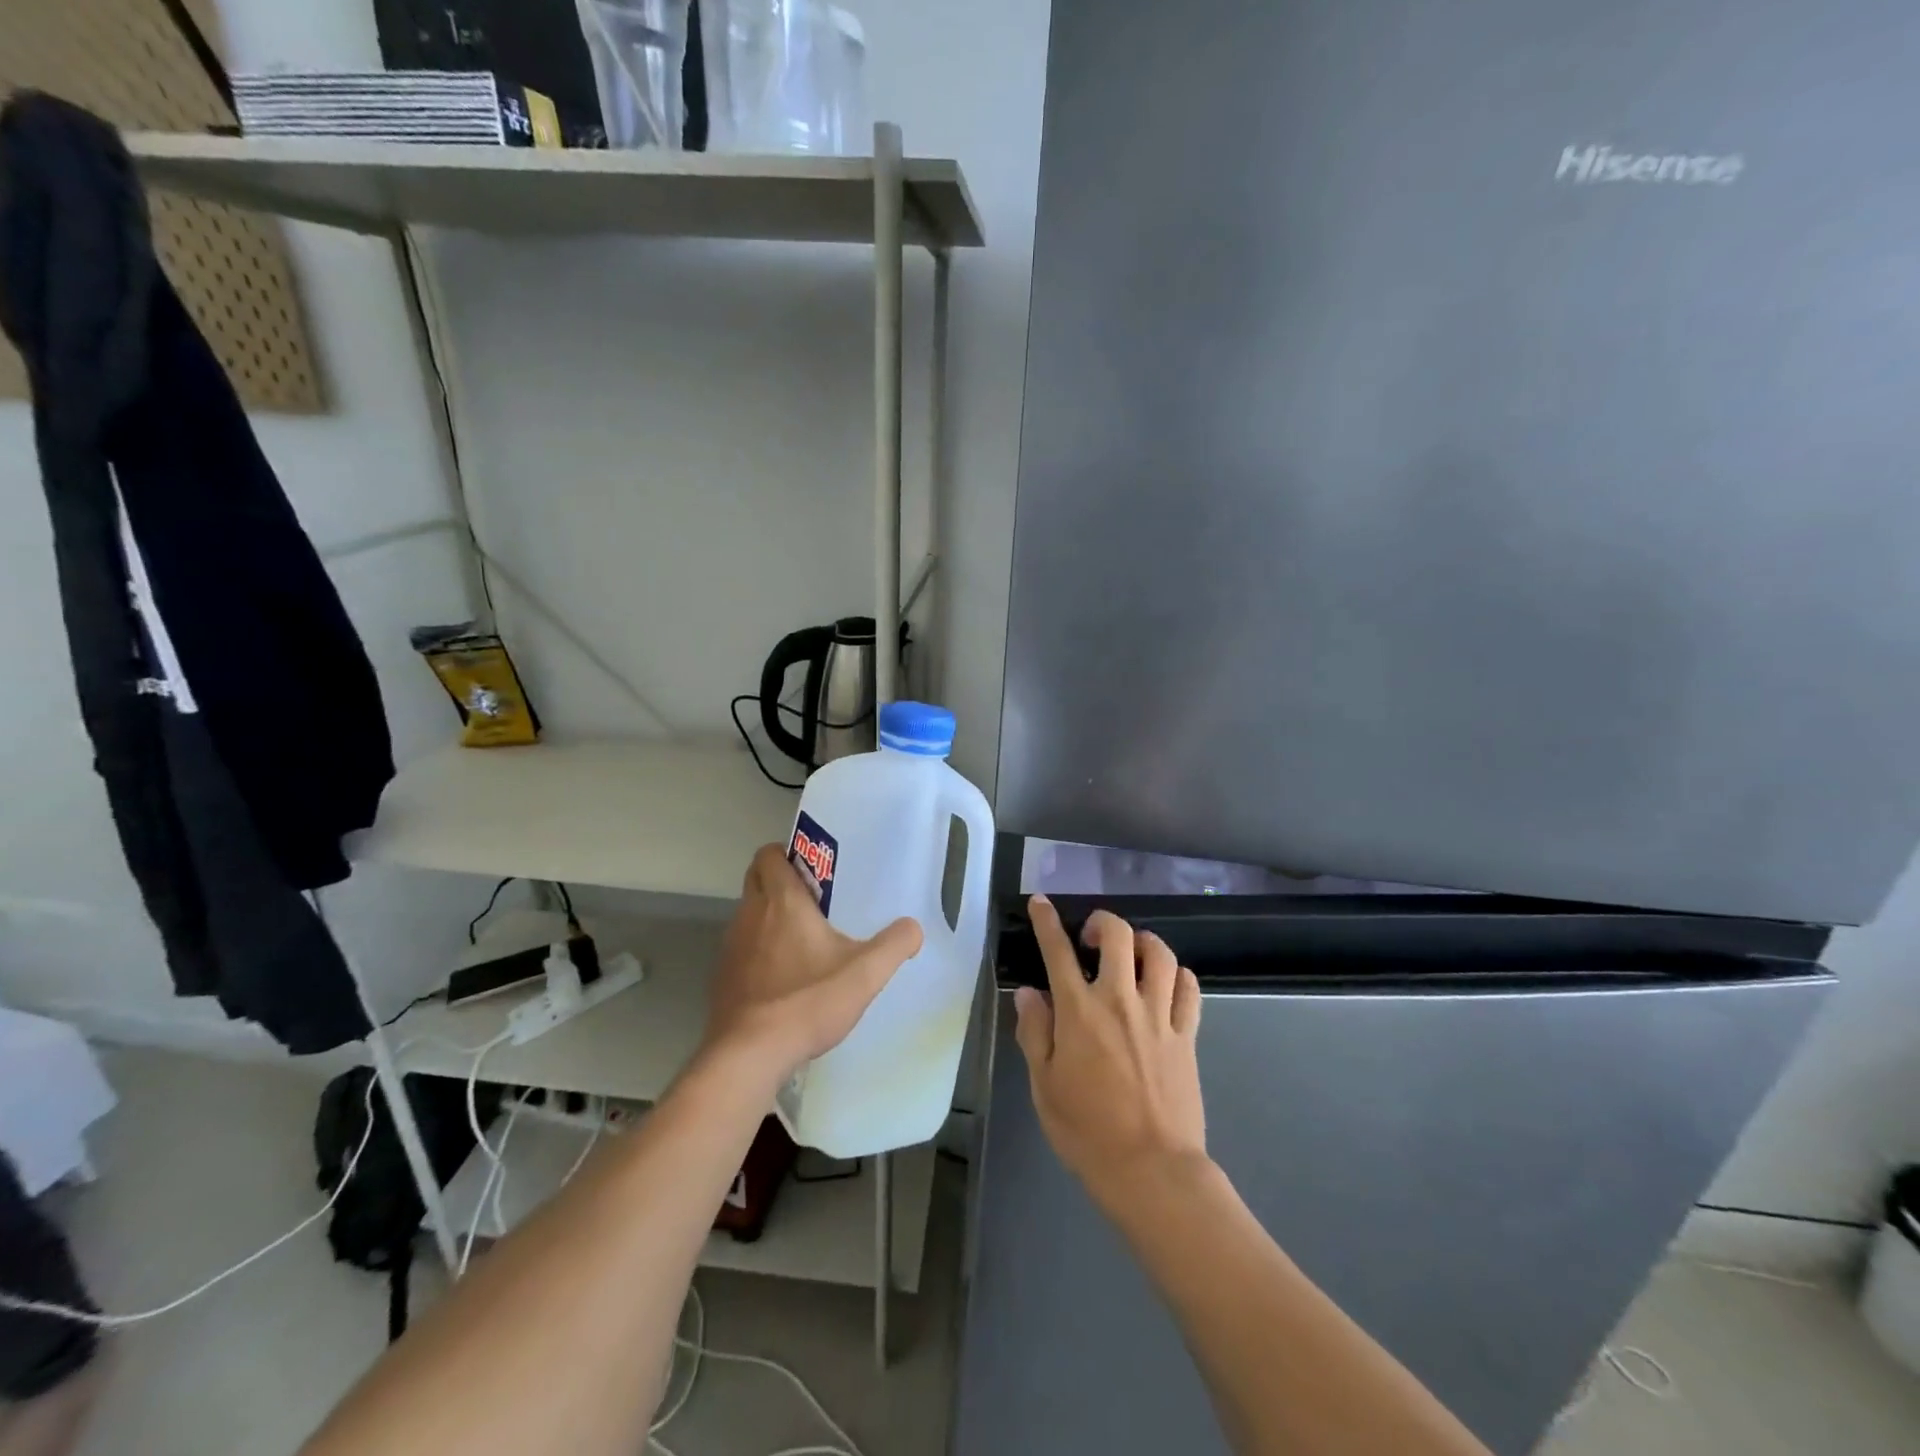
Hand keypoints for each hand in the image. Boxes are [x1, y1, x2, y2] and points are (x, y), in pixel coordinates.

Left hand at [704, 844, 923, 1080]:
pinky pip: (740, 948)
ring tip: (801, 940)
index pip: (769, 854)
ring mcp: (730, 946)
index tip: (813, 869)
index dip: (786, 854)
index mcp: (782, 901)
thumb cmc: (808, 1001)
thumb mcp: (865, 973)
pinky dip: (757, 950)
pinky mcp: (722, 977)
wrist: (750, 1054)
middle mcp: (750, 914)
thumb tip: (913, 928)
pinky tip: (783, 977)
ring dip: (768, 917)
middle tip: (813, 900)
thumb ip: (895, 944)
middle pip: (755, 878)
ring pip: (747, 914)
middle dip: (778, 880)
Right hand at [1014, 897, 1206, 1210]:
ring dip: (1143, 942)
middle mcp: (1121, 1000)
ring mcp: (1159, 1015)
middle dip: (1102, 922)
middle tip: (1091, 938)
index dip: (1046, 921)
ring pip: (1160, 953)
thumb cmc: (1087, 1132)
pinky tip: (1166, 981)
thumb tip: (1030, 993)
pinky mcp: (1186, 1035)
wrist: (1152, 1170)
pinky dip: (1177, 974)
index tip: (1040, 903)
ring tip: (1131, 954)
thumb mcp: (1043, 1085)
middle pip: (1119, 935)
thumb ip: (1035, 1032)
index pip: (1058, 951)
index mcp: (1080, 1011)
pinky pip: (1189, 988)